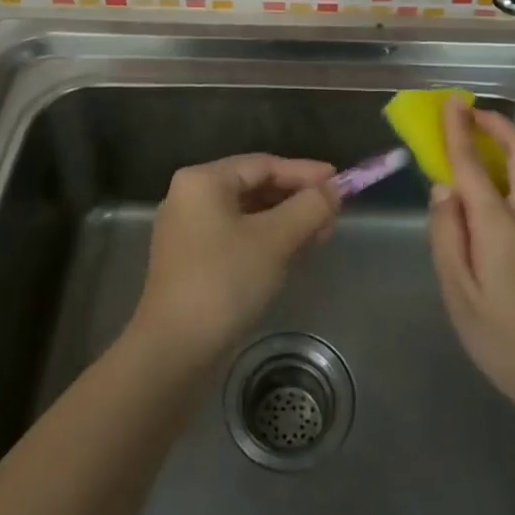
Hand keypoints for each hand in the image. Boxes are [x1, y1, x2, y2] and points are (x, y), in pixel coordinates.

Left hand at [130, 154, 338, 368]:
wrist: (175, 350)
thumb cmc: (225, 281)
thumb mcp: (275, 239)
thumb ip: (309, 207)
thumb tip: (335, 188)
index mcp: (203, 181)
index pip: (264, 164)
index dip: (305, 173)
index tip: (340, 183)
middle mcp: (190, 196)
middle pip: (254, 186)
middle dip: (296, 199)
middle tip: (333, 215)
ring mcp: (187, 230)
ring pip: (247, 213)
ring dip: (285, 221)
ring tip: (319, 235)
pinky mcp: (190, 260)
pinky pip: (235, 236)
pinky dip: (265, 239)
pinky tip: (291, 253)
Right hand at [427, 99, 514, 420]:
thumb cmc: (500, 338)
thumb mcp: (456, 291)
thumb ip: (446, 233)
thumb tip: (443, 189)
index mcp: (498, 224)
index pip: (472, 164)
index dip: (460, 129)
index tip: (451, 101)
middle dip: (499, 124)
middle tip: (473, 116)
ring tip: (494, 153)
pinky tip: (512, 192)